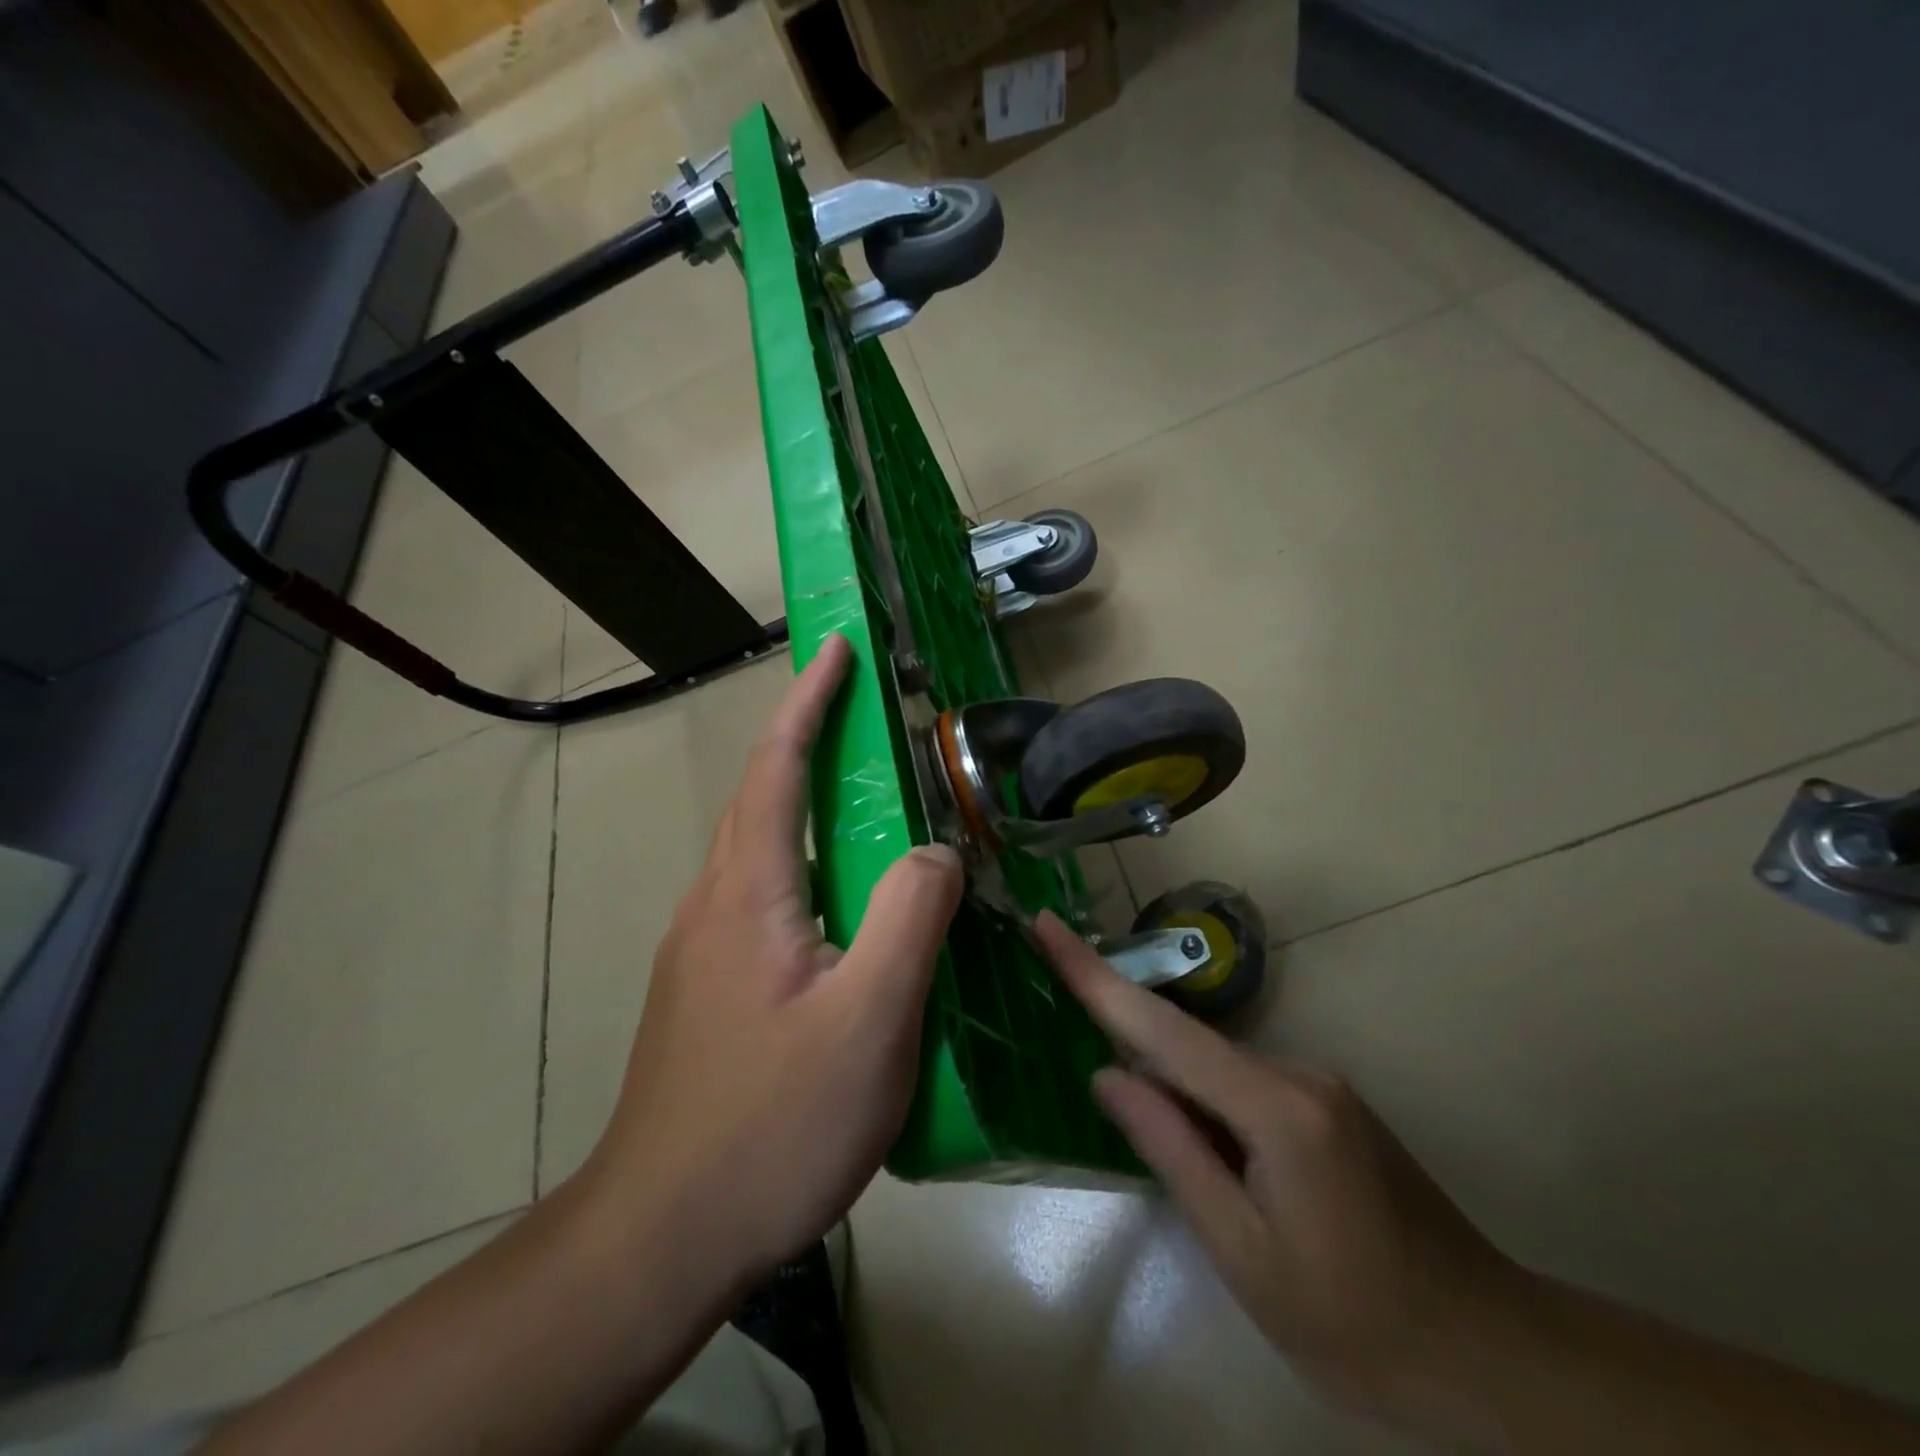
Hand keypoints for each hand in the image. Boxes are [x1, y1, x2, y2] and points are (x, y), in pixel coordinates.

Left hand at [582, 635, 962, 1289]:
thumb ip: (909, 919)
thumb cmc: (771, 1123)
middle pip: (760, 798)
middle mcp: (714, 904)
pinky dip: (803, 864)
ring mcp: (703, 949)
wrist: (661, 1235)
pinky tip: (840, 906)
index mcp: (748, 892)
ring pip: (759, 851)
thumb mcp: (868, 1021)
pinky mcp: (708, 990)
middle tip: (860, 712)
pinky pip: (761, 897)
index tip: (835, 650)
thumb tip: (936, 852)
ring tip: (864, 801)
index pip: (778, 769)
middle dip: (805, 739)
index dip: (808, 703)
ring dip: (804, 803)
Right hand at [1034, 912, 1519, 1425]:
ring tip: (1161, 1149)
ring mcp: (1318, 1083)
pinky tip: (1217, 1166)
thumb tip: (1108, 1075)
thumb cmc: (1356, 1323)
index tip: (1044, 926)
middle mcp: (1296, 1072)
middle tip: (1089, 1071)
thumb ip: (1170, 1150)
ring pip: (1215, 1068)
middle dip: (1127, 1043)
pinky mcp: (1328, 1104)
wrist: (1491, 1355)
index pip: (1160, 1027)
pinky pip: (1243, 1086)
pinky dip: (1208, 1106)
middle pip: (1185, 1044)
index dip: (1093, 975)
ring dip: (1173, 1091)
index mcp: (1274, 1106)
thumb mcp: (1243, 1253)